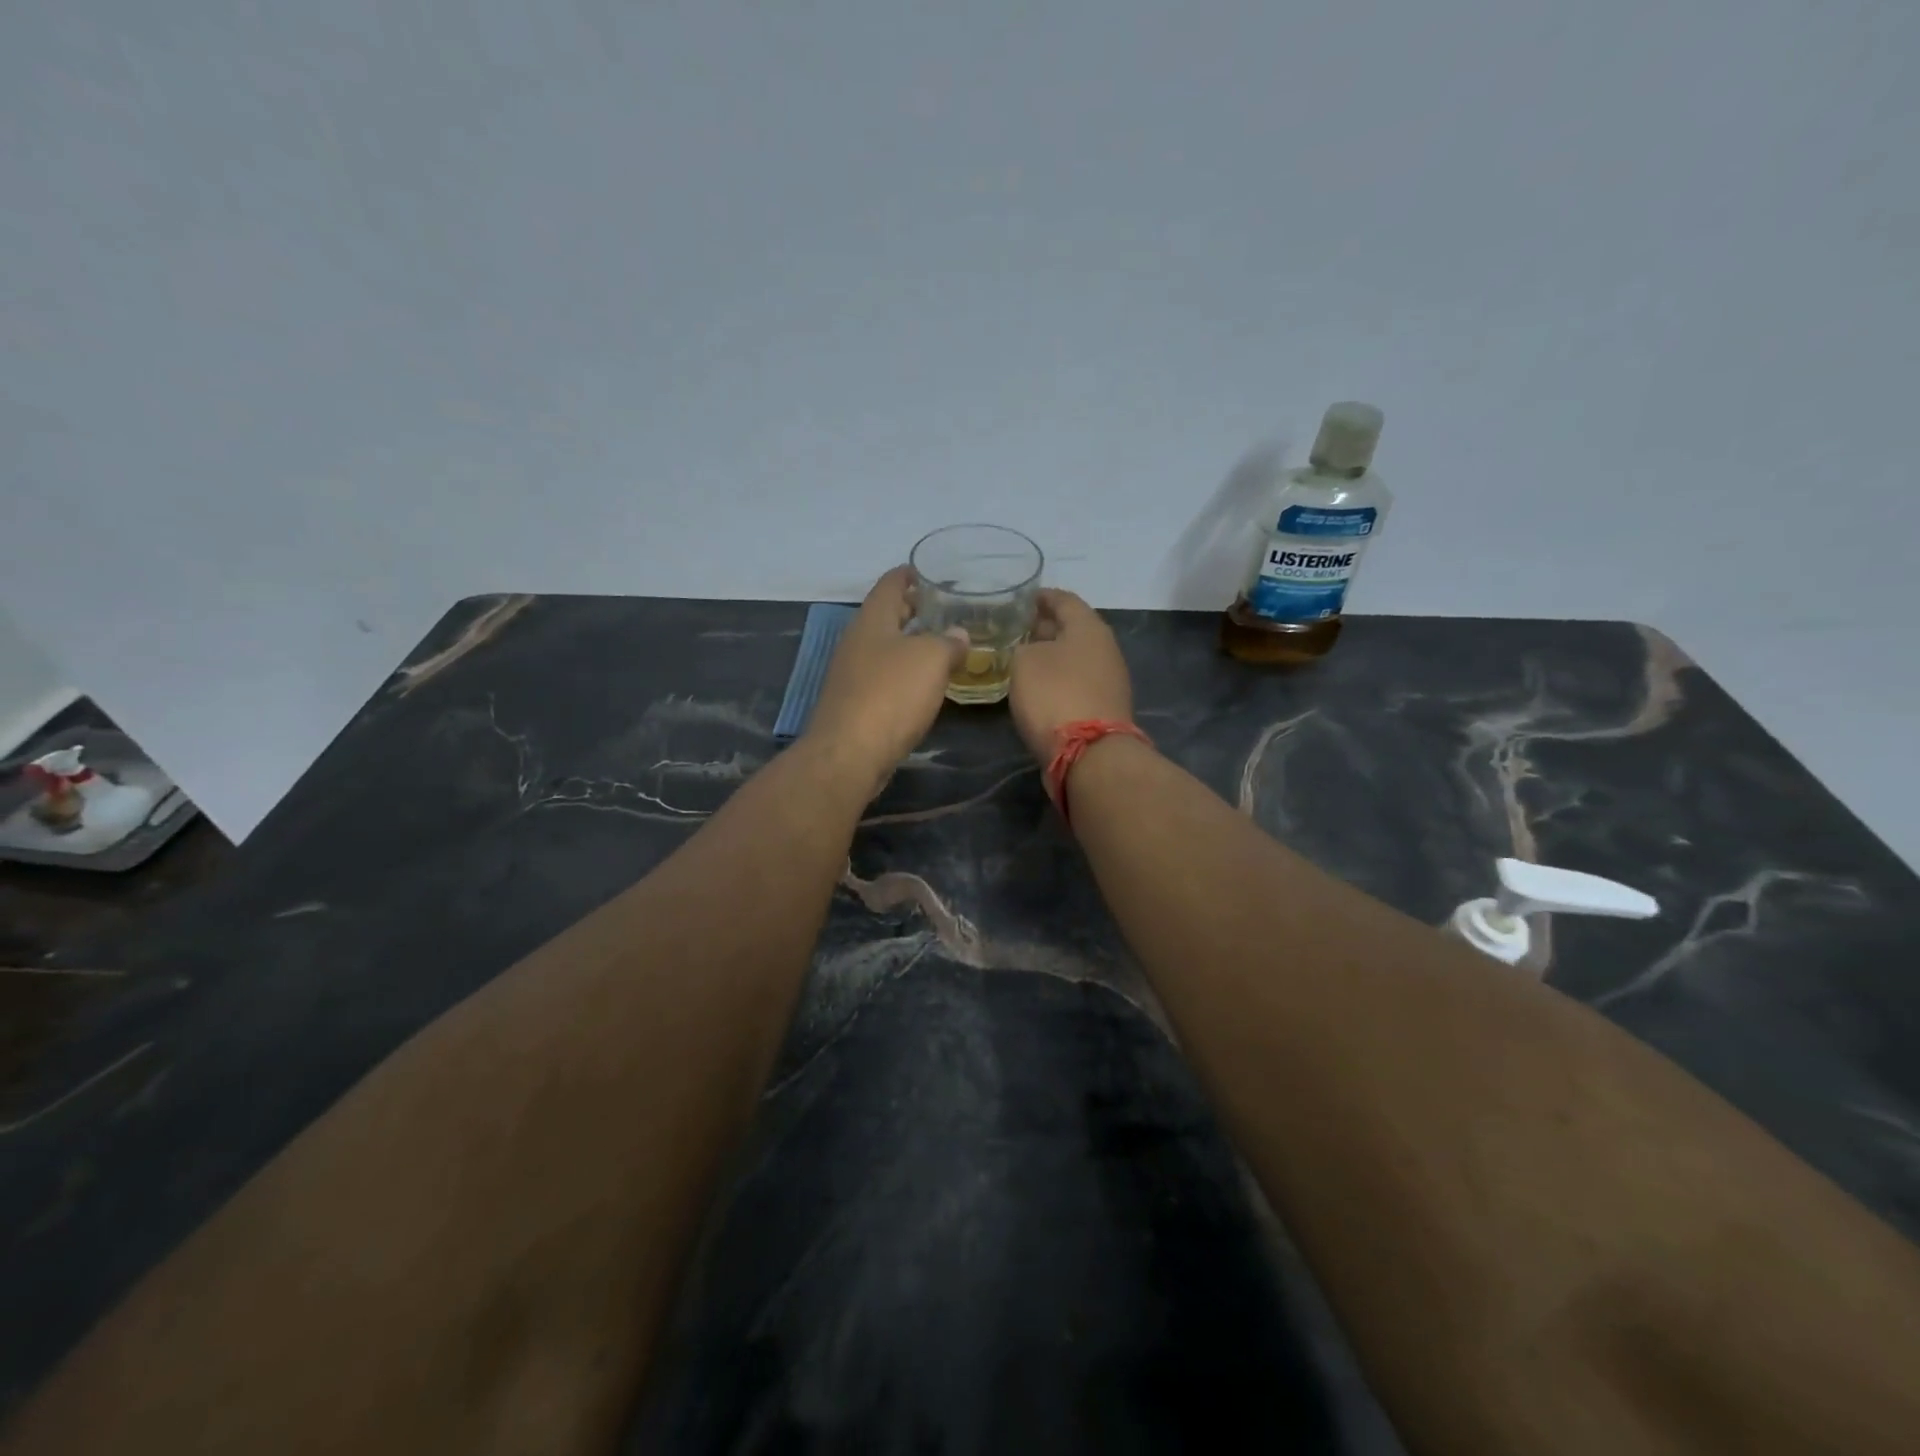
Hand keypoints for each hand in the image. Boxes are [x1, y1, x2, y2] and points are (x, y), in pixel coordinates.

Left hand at [806, 566, 965, 790]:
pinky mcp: (855, 704)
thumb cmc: (890, 695)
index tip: (931, 571)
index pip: (890, 584)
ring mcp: (852, 674)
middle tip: (946, 609)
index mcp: (871, 620)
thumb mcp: (931, 660)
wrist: (849, 755)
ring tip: (943, 645)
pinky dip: (905, 673)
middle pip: (886, 616)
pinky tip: (925, 684)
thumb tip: (959, 635)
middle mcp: (857, 642)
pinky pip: (884, 677)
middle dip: (914, 610)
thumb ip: (949, 643)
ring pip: (885, 648)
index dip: (910, 574)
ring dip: (911, 644)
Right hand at [1008, 589, 1133, 764]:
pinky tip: (1038, 687)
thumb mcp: (1024, 662)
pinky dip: (1058, 679)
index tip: (1022, 598)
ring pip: (1075, 657)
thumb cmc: (1054, 695)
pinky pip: (1077, 682)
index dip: (1042, 597)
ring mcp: (1109, 680)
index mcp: (1089, 627)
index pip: (1064, 600)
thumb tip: (1031, 652)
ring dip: (1052, 656)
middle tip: (1017, 629)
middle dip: (1045, 627)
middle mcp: (1105, 648)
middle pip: (1073, 629)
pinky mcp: (1104, 708)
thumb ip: (1023, 648)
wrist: (1089, 754)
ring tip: (1023, 658)